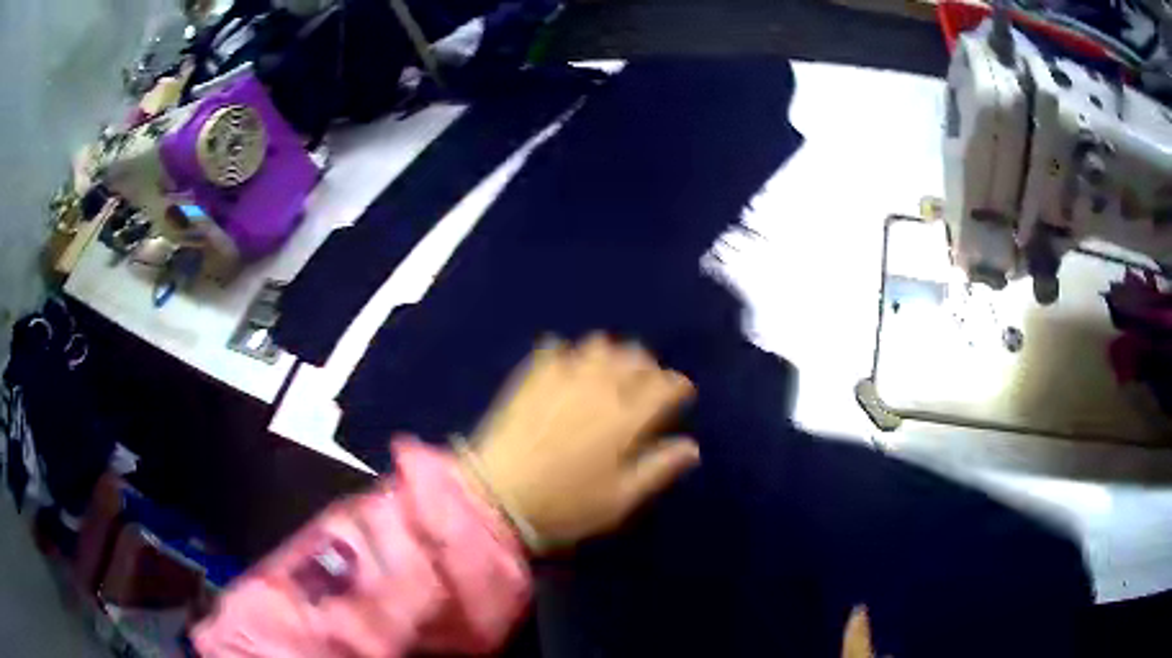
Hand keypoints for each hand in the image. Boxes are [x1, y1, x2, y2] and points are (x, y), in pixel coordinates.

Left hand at [465, 334, 698, 551]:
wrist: (498, 498)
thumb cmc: (566, 507)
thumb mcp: (620, 500)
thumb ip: (658, 469)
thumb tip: (691, 447)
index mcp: (626, 420)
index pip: (664, 387)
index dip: (677, 386)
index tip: (681, 394)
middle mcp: (599, 390)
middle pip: (634, 359)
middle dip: (648, 366)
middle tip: (647, 382)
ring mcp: (562, 379)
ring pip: (598, 347)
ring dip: (612, 354)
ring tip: (610, 371)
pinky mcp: (531, 379)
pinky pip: (554, 350)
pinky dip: (567, 353)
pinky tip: (567, 365)